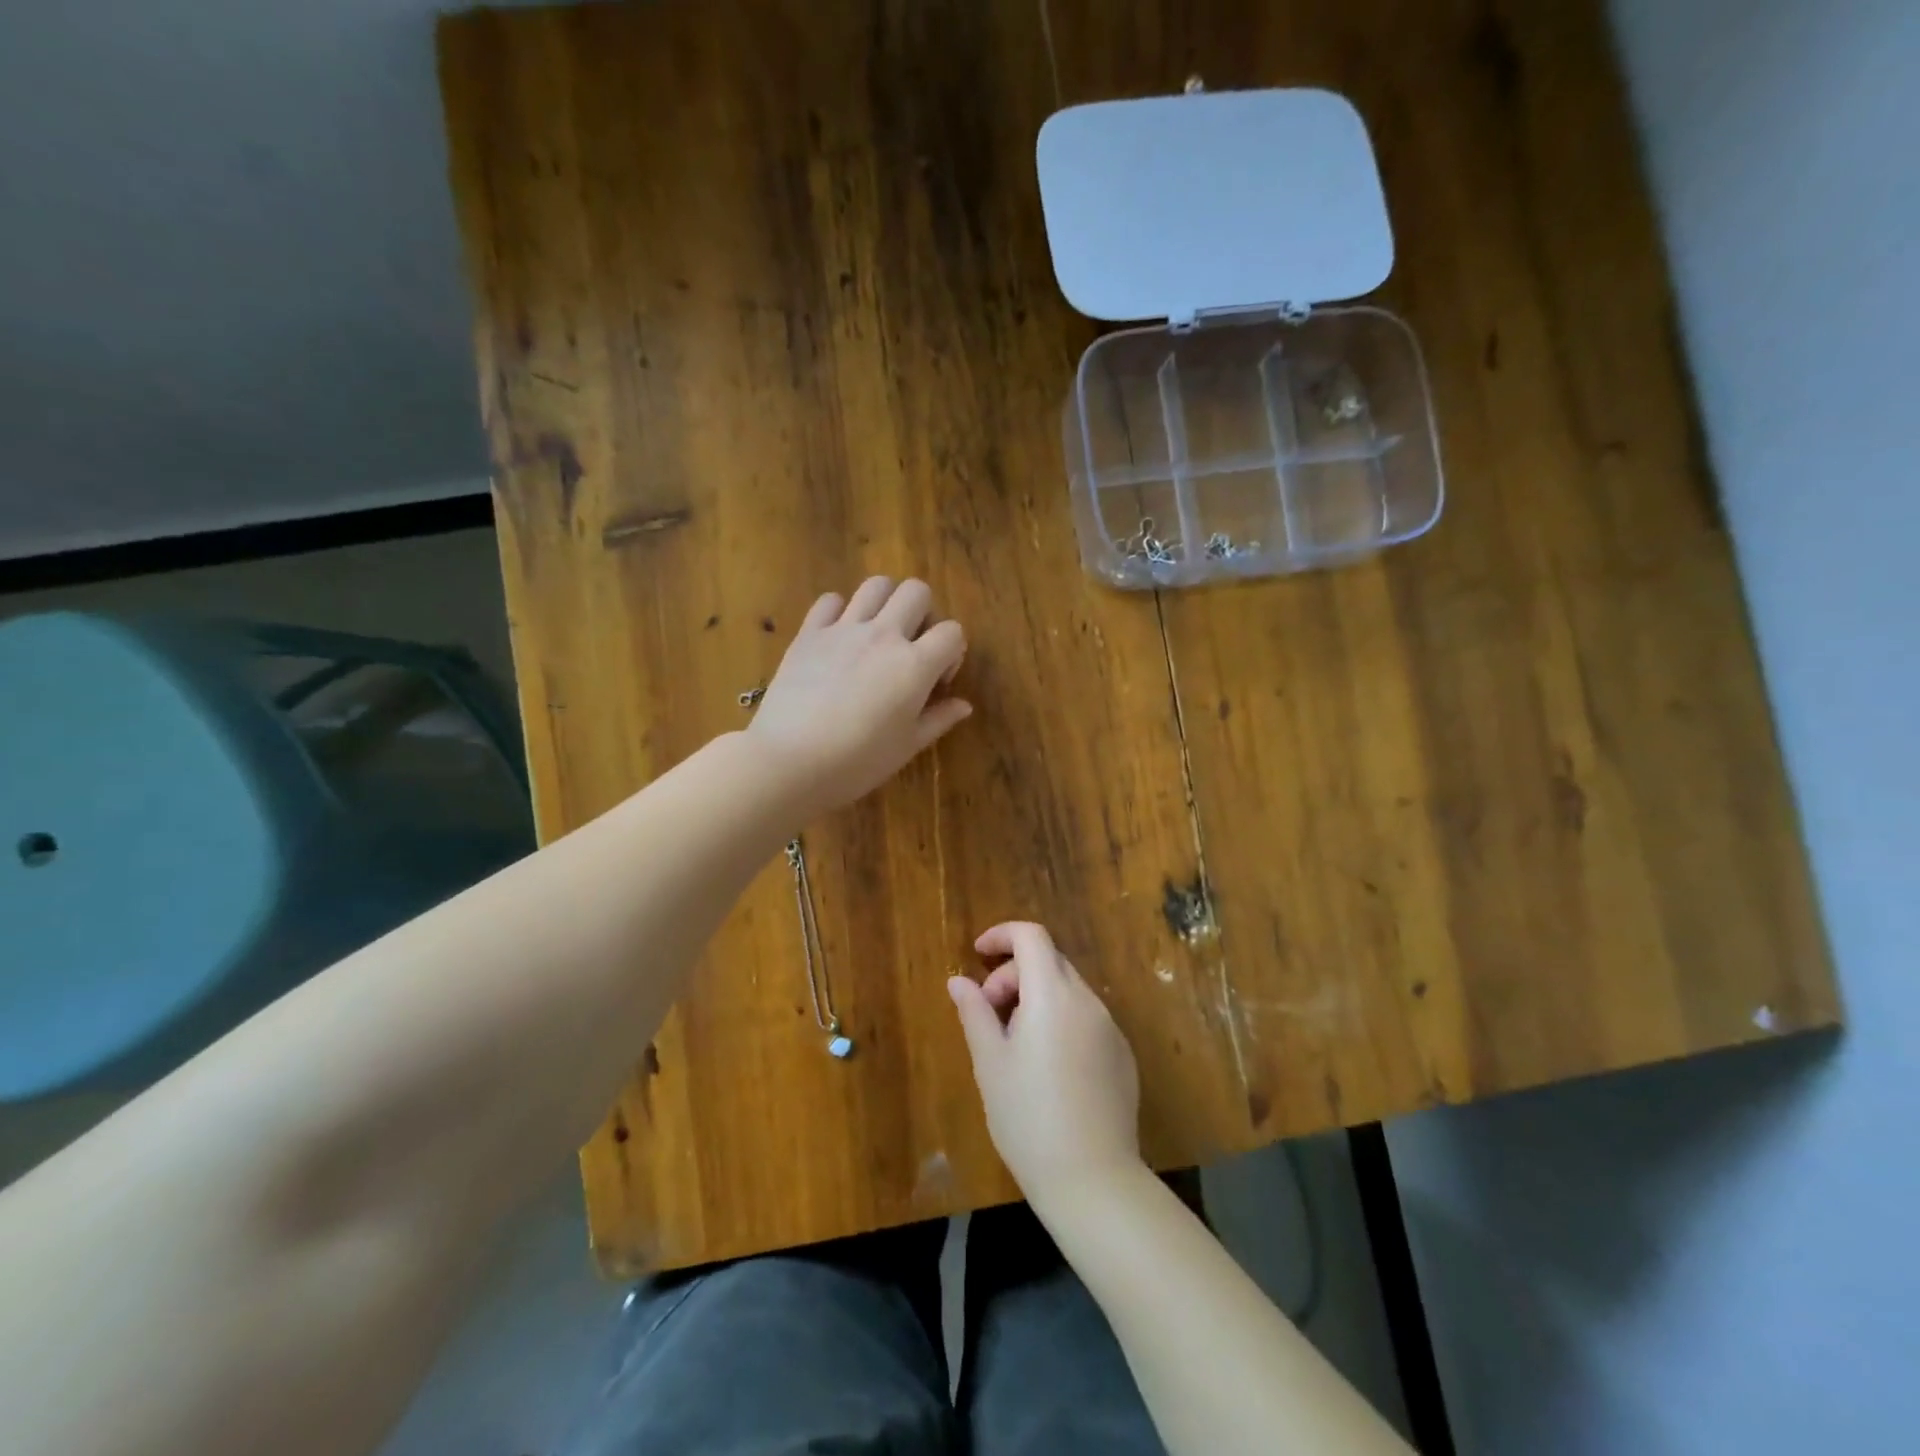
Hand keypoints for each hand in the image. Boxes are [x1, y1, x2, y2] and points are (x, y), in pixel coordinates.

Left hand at [748, 577, 971, 816]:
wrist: (790, 761)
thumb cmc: (857, 762)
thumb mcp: (907, 746)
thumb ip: (939, 719)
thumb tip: (964, 705)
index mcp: (915, 665)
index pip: (952, 631)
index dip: (952, 652)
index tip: (938, 680)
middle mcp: (884, 636)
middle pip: (916, 591)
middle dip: (923, 614)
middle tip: (910, 647)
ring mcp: (844, 629)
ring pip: (876, 585)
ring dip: (885, 602)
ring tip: (877, 633)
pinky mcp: (809, 633)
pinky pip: (829, 600)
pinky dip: (839, 611)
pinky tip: (838, 637)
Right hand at [948, 921, 1143, 1211]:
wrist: (1093, 1180)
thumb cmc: (1028, 1117)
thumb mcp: (990, 1063)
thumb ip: (974, 1012)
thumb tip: (959, 981)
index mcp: (1053, 995)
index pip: (1032, 936)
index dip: (1002, 935)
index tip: (978, 954)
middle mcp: (1088, 1001)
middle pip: (1049, 962)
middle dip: (1013, 975)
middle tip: (989, 1014)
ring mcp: (1110, 1028)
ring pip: (1068, 991)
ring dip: (1036, 999)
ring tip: (1014, 1045)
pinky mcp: (1123, 1055)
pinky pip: (1086, 1019)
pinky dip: (1060, 1021)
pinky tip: (1047, 1068)